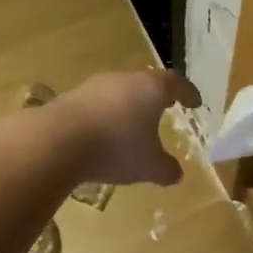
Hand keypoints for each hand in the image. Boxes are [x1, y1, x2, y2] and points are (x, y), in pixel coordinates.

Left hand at [49, 68, 200, 186]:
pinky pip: (96, 105)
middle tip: (164, 109)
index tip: (194, 102)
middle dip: (155, 97)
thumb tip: (176, 173)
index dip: (188, 93)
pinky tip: (103, 135)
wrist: (57, 141)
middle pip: (145, 83)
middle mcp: (123, 79)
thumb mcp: (149, 166)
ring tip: (132, 125)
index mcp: (151, 88)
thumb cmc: (116, 148)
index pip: (176, 83)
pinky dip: (105, 117)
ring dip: (127, 107)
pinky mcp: (70, 97)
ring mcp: (94, 86)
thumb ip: (166, 169)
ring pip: (119, 92)